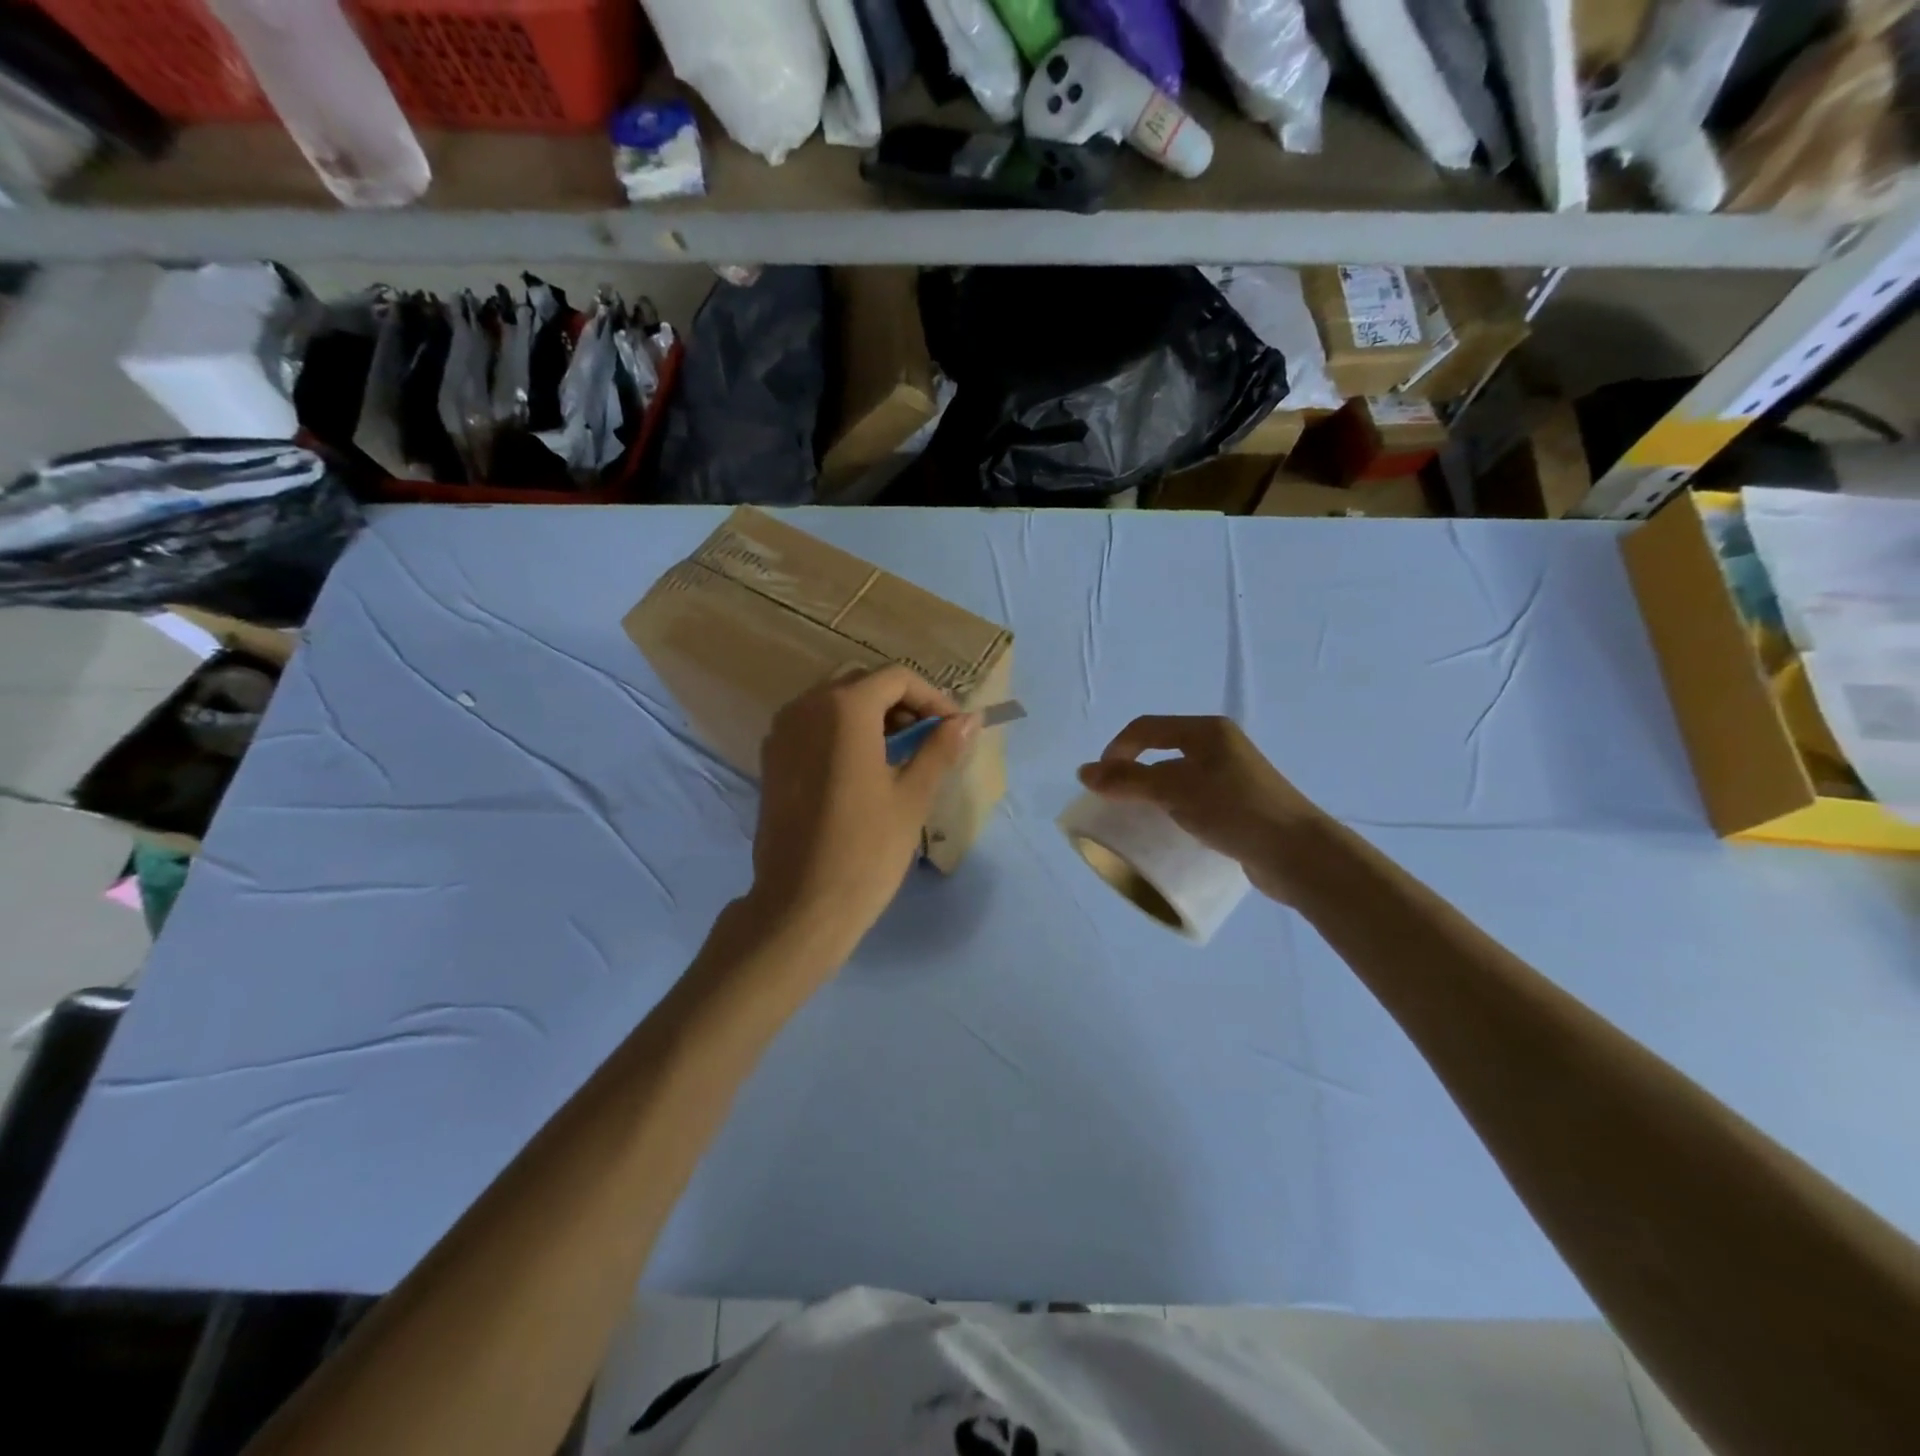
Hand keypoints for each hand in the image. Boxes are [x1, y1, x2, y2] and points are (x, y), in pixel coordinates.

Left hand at [745, 666, 978, 962]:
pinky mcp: (771, 759)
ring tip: (900, 753)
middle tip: (928, 737)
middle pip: (862, 682)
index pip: (897, 678)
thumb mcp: (912, 796)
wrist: (801, 905)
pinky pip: (812, 725)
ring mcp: (782, 732)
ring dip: (870, 715)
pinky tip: (862, 768)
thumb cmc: (866, 849)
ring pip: (833, 701)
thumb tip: (970, 719)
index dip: (932, 697)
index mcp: (844, 709)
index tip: (953, 728)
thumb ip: (940, 748)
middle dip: (901, 702)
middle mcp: (806, 707)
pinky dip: (841, 731)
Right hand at [1078, 716, 1327, 903]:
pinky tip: (1169, 829)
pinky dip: (1173, 807)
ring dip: (1151, 791)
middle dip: (1131, 771)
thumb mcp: (1176, 790)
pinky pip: (1193, 797)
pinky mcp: (1238, 804)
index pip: (1145, 728)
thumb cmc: (1235, 810)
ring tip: (1136, 817)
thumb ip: (1129, 781)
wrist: (1298, 854)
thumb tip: (1083, 772)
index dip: (1116, 750)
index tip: (1099, 783)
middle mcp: (1219, 746)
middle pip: (1161, 749)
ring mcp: (1231, 775)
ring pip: (1177, 775)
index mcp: (1206, 731)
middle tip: (1114, 801)